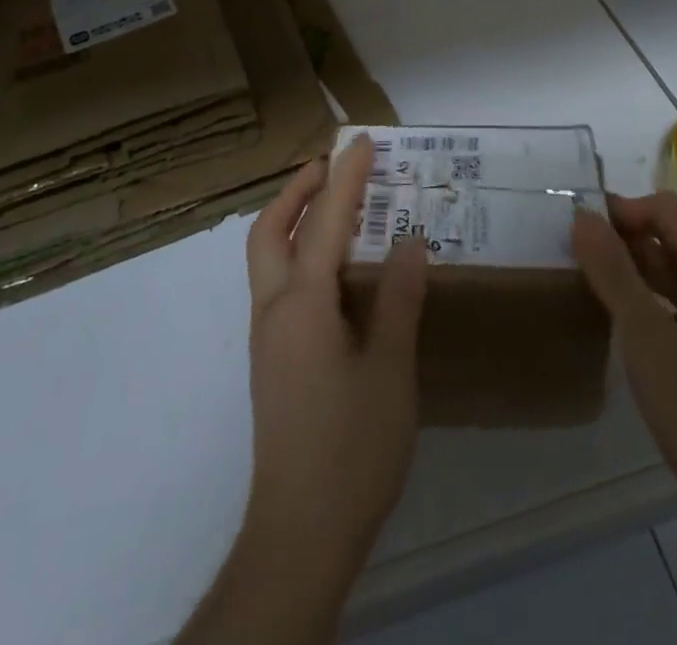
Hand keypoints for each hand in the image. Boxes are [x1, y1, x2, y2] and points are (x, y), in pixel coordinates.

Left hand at [243, 135, 428, 563]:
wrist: (300, 534)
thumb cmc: (351, 448)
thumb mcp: (390, 369)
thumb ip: (398, 299)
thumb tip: (409, 241)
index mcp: (303, 304)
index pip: (324, 222)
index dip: (345, 178)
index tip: (362, 142)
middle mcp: (274, 311)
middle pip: (269, 231)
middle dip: (296, 190)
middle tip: (331, 167)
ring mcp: (268, 338)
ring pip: (268, 258)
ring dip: (293, 220)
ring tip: (335, 207)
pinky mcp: (273, 362)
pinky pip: (280, 285)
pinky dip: (299, 254)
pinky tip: (336, 272)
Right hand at [571, 192, 676, 529]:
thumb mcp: (645, 338)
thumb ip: (612, 272)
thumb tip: (584, 216)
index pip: (669, 209)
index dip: (624, 211)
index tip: (584, 235)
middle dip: (632, 242)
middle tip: (586, 267)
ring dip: (647, 274)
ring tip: (605, 297)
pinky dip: (668, 304)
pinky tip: (643, 334)